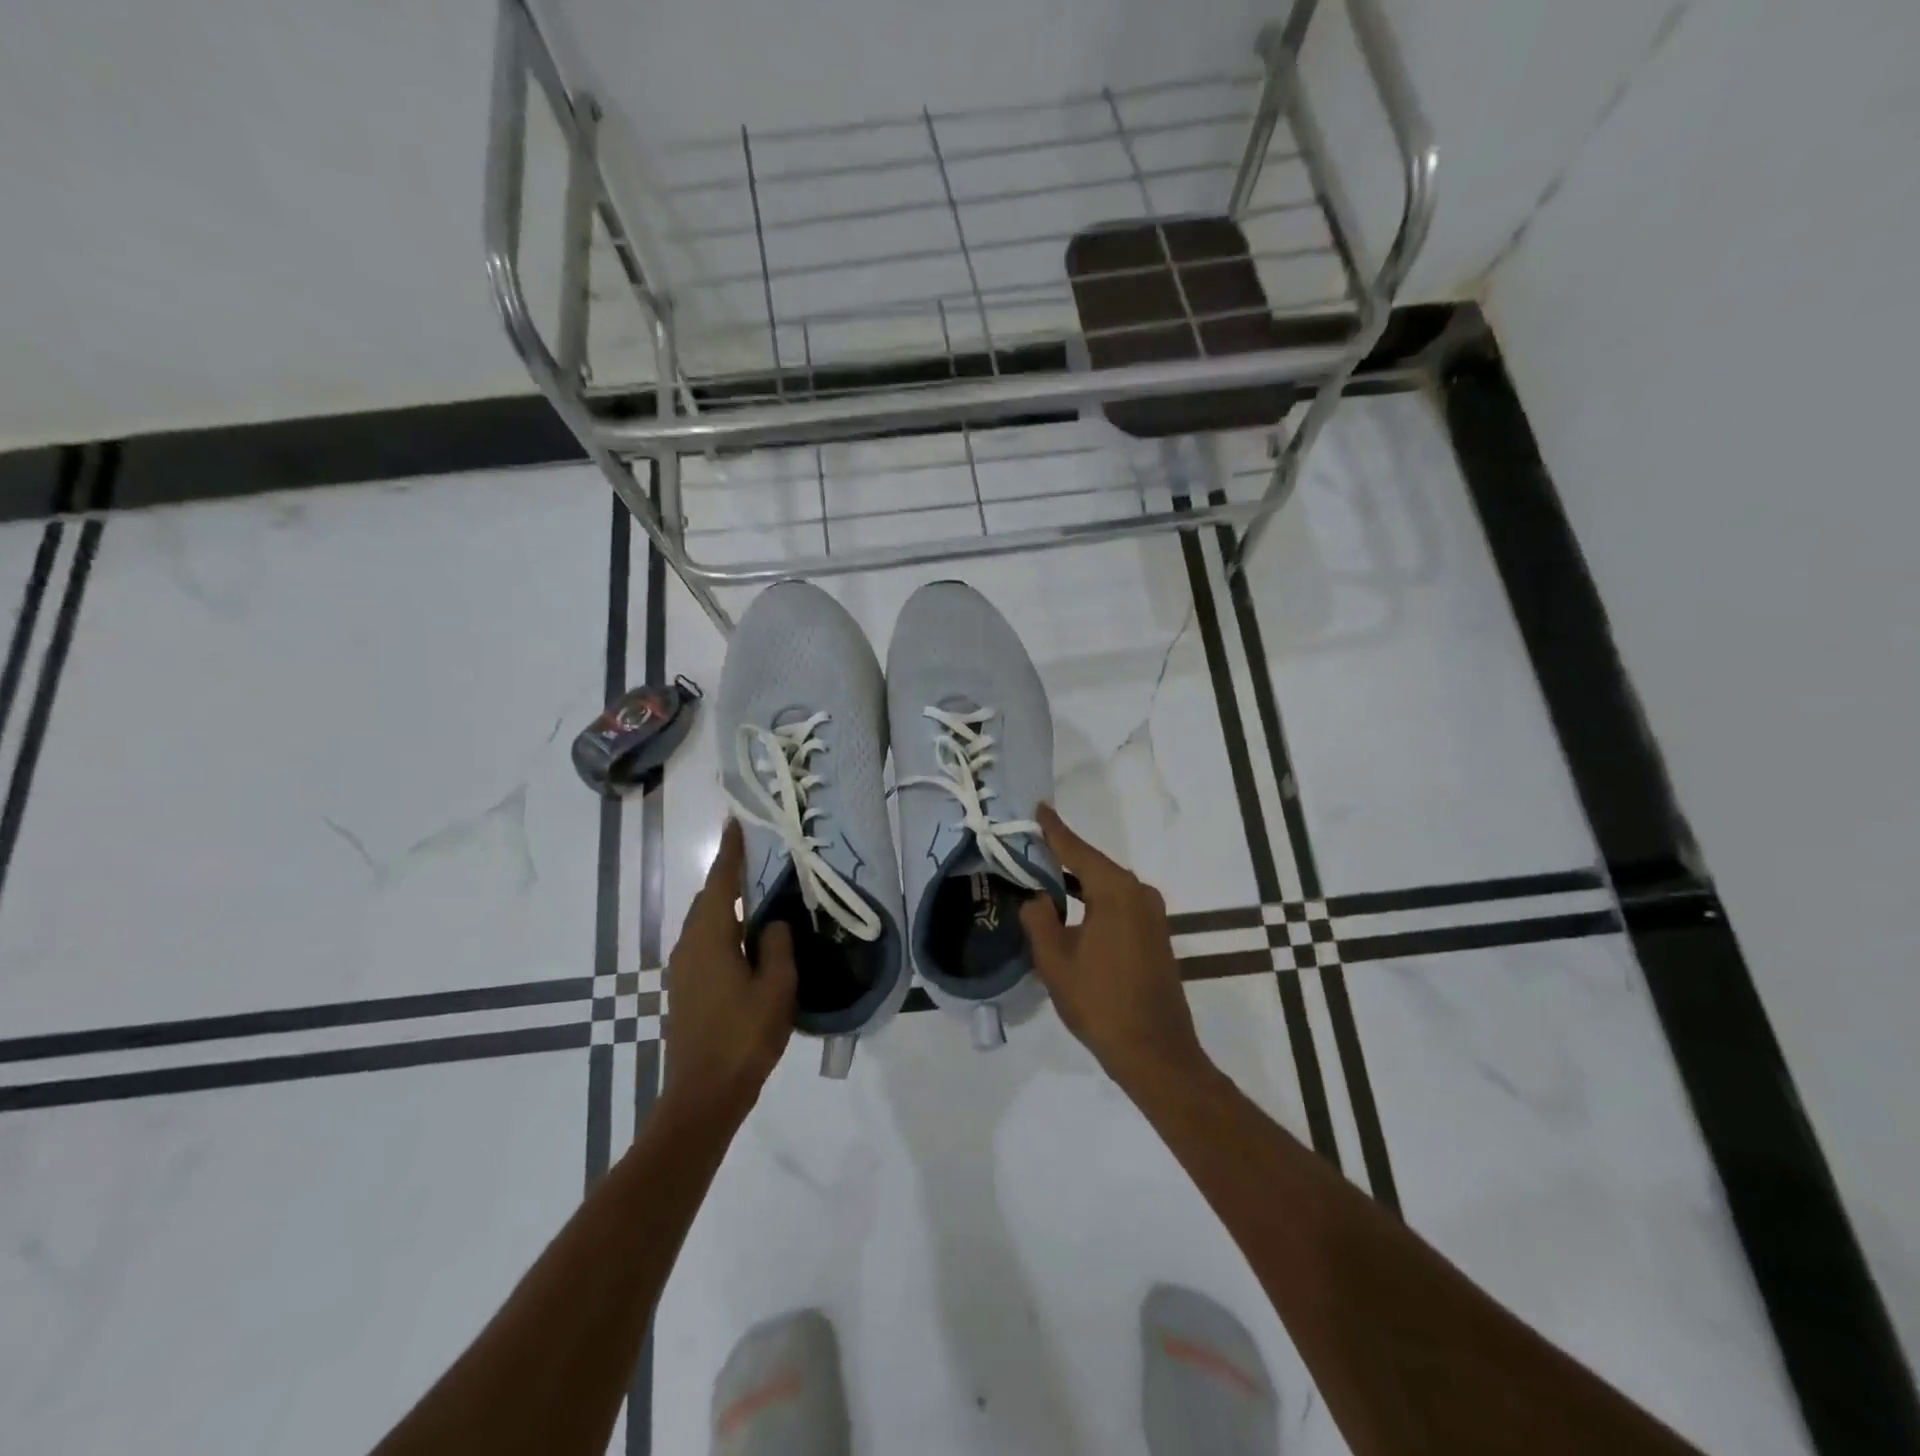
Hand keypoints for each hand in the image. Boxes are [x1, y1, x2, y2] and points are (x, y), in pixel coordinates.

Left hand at [661, 820, 796, 1121]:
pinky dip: (724, 924)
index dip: (731, 851)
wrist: (703, 1094)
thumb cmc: (743, 1036)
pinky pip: (706, 940)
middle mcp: (690, 944)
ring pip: (706, 920)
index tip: (736, 823)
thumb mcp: (776, 988)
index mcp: (711, 937)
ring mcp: (684, 967)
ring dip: (728, 901)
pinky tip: (747, 935)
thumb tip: (772, 922)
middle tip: (758, 855)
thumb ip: (777, 946)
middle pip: (710, 897)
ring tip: (758, 890)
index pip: (722, 882)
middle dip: (730, 874)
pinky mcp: (686, 986)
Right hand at [1019, 804, 1209, 1090]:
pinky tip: (1071, 907)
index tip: (1037, 808)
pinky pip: (1118, 903)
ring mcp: (1152, 915)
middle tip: (1030, 845)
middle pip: (1094, 864)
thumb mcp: (1055, 961)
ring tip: (1043, 874)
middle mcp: (1140, 893)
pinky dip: (1093, 899)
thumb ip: (1039, 919)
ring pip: (1107, 885)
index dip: (1054, 830)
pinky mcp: (1155, 934)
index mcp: (1116, 892)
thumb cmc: (1100, 1003)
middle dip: (1062, 855)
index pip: (1077, 850)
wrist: (1155, 1052)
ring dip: (1077, 880)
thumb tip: (1036, 897)